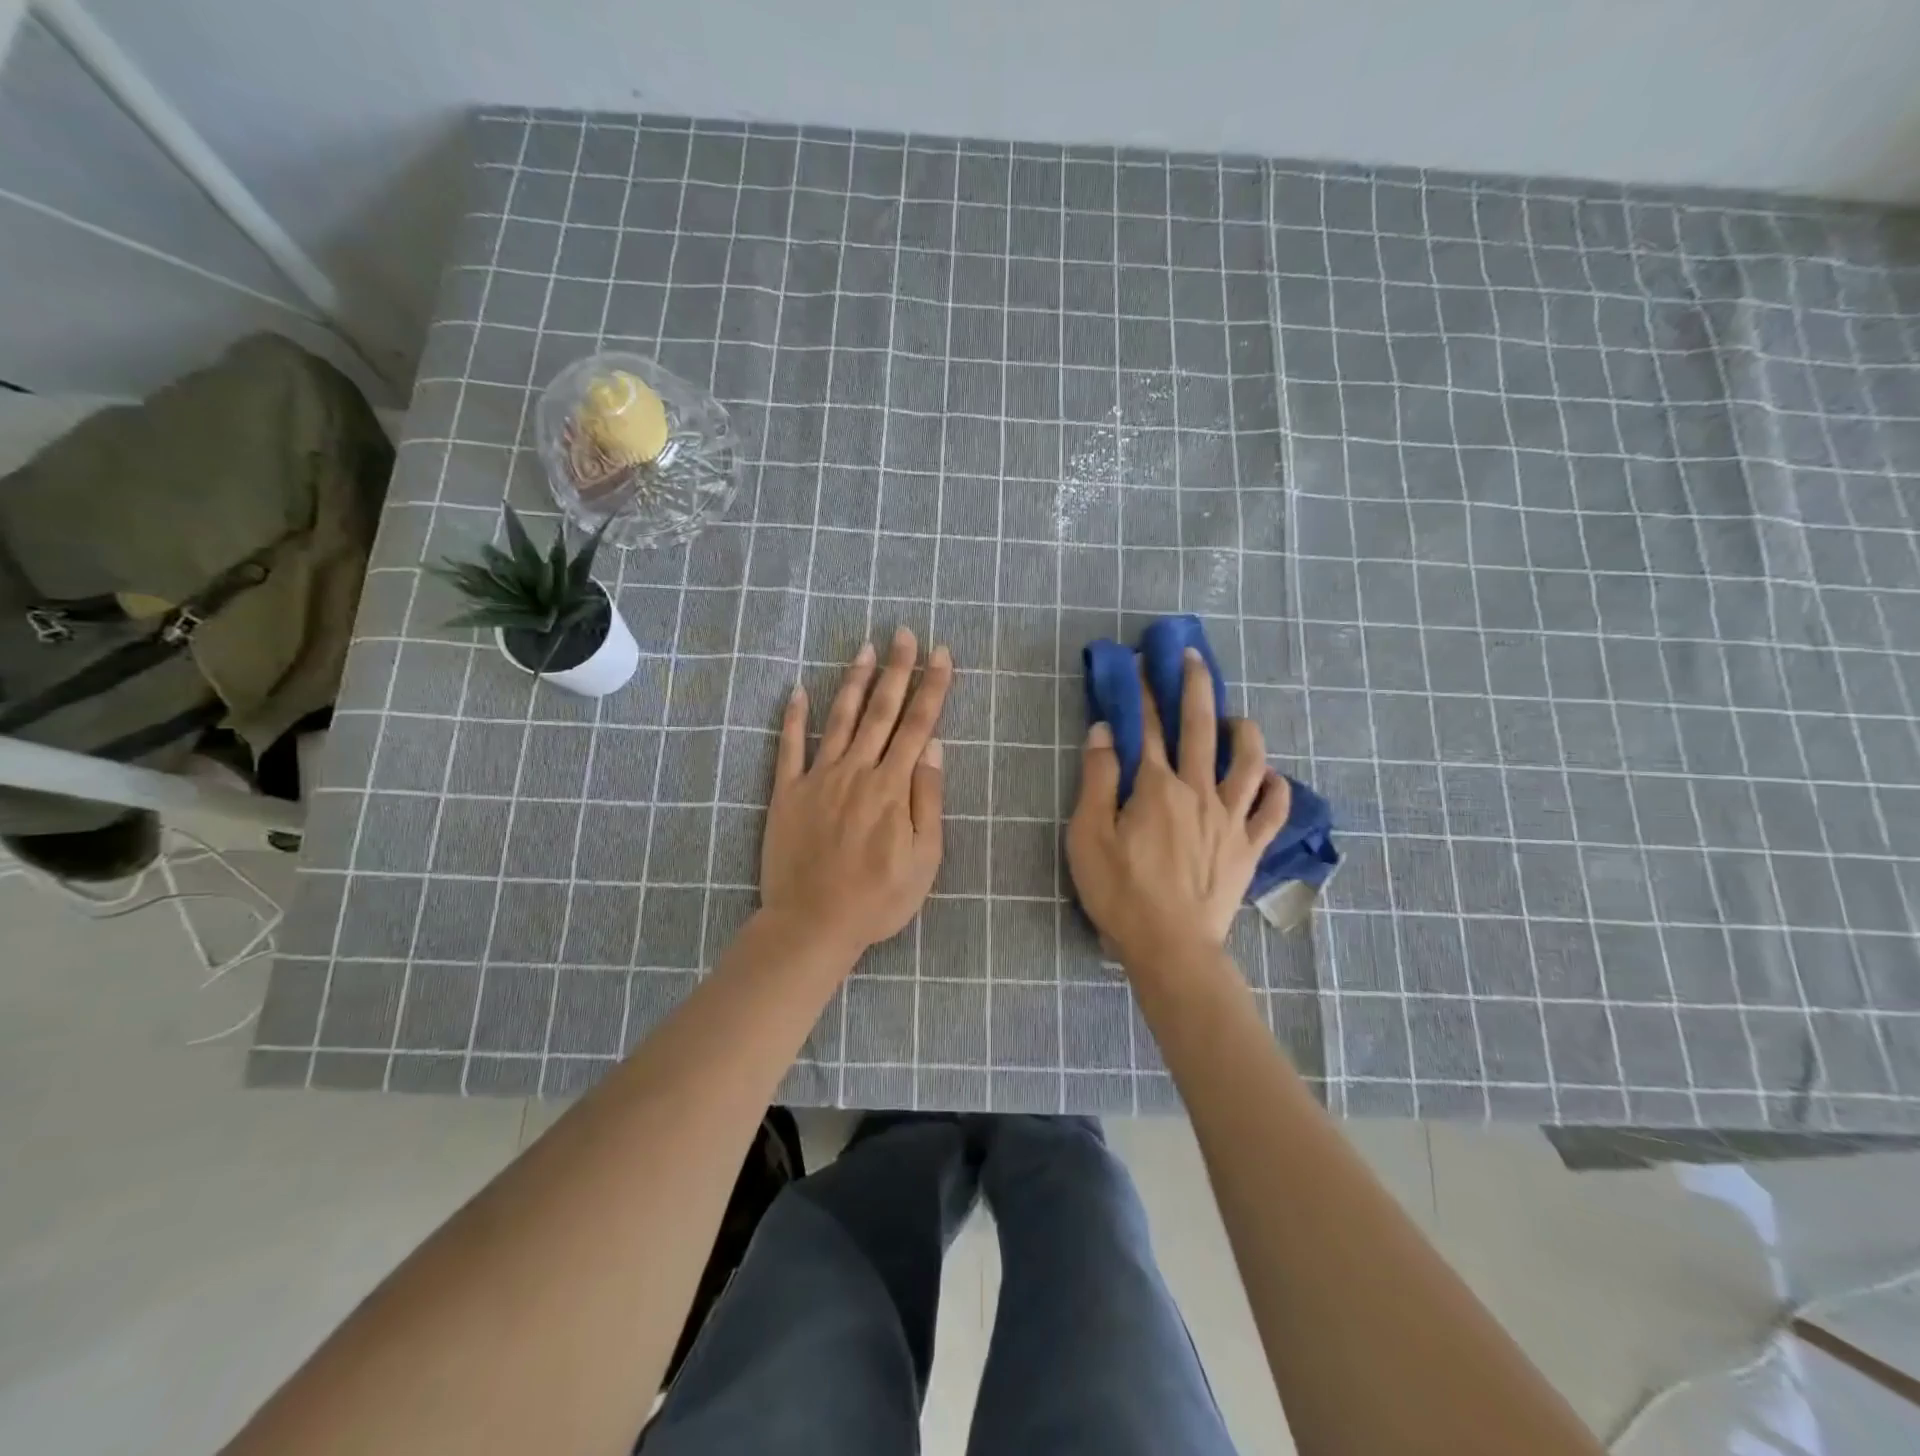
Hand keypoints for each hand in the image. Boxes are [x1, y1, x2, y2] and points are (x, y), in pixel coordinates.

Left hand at [760, 627, 951, 960]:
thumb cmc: (877, 899)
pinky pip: (788, 747)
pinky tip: (796, 690)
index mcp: (892, 787)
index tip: (941, 653)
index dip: (932, 687)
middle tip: (904, 633)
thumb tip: (933, 749)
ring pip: (840, 719)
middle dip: (897, 669)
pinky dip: (792, 717)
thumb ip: (927, 800)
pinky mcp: (786, 793)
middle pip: (881, 711)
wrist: (811, 924)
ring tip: (864, 648)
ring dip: (854, 681)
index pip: (918, 725)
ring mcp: (817, 779)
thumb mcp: (923, 860)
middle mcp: (856, 771)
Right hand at [1066, 647, 1291, 968]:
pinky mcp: (1249, 848)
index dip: (1142, 693)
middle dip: (1195, 687)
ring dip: (1245, 732)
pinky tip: (1274, 779)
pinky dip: (1278, 789)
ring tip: (1237, 718)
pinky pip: (1274, 811)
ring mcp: (1231, 819)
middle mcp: (1199, 791)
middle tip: (1193, 657)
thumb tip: (1103, 731)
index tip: (1140, 664)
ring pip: (1250, 762)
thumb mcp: (1089, 835)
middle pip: (1201, 729)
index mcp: (1157, 787)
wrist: (1171, 948)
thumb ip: (1097, 780)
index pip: (1146, 728)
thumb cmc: (1120, 892)